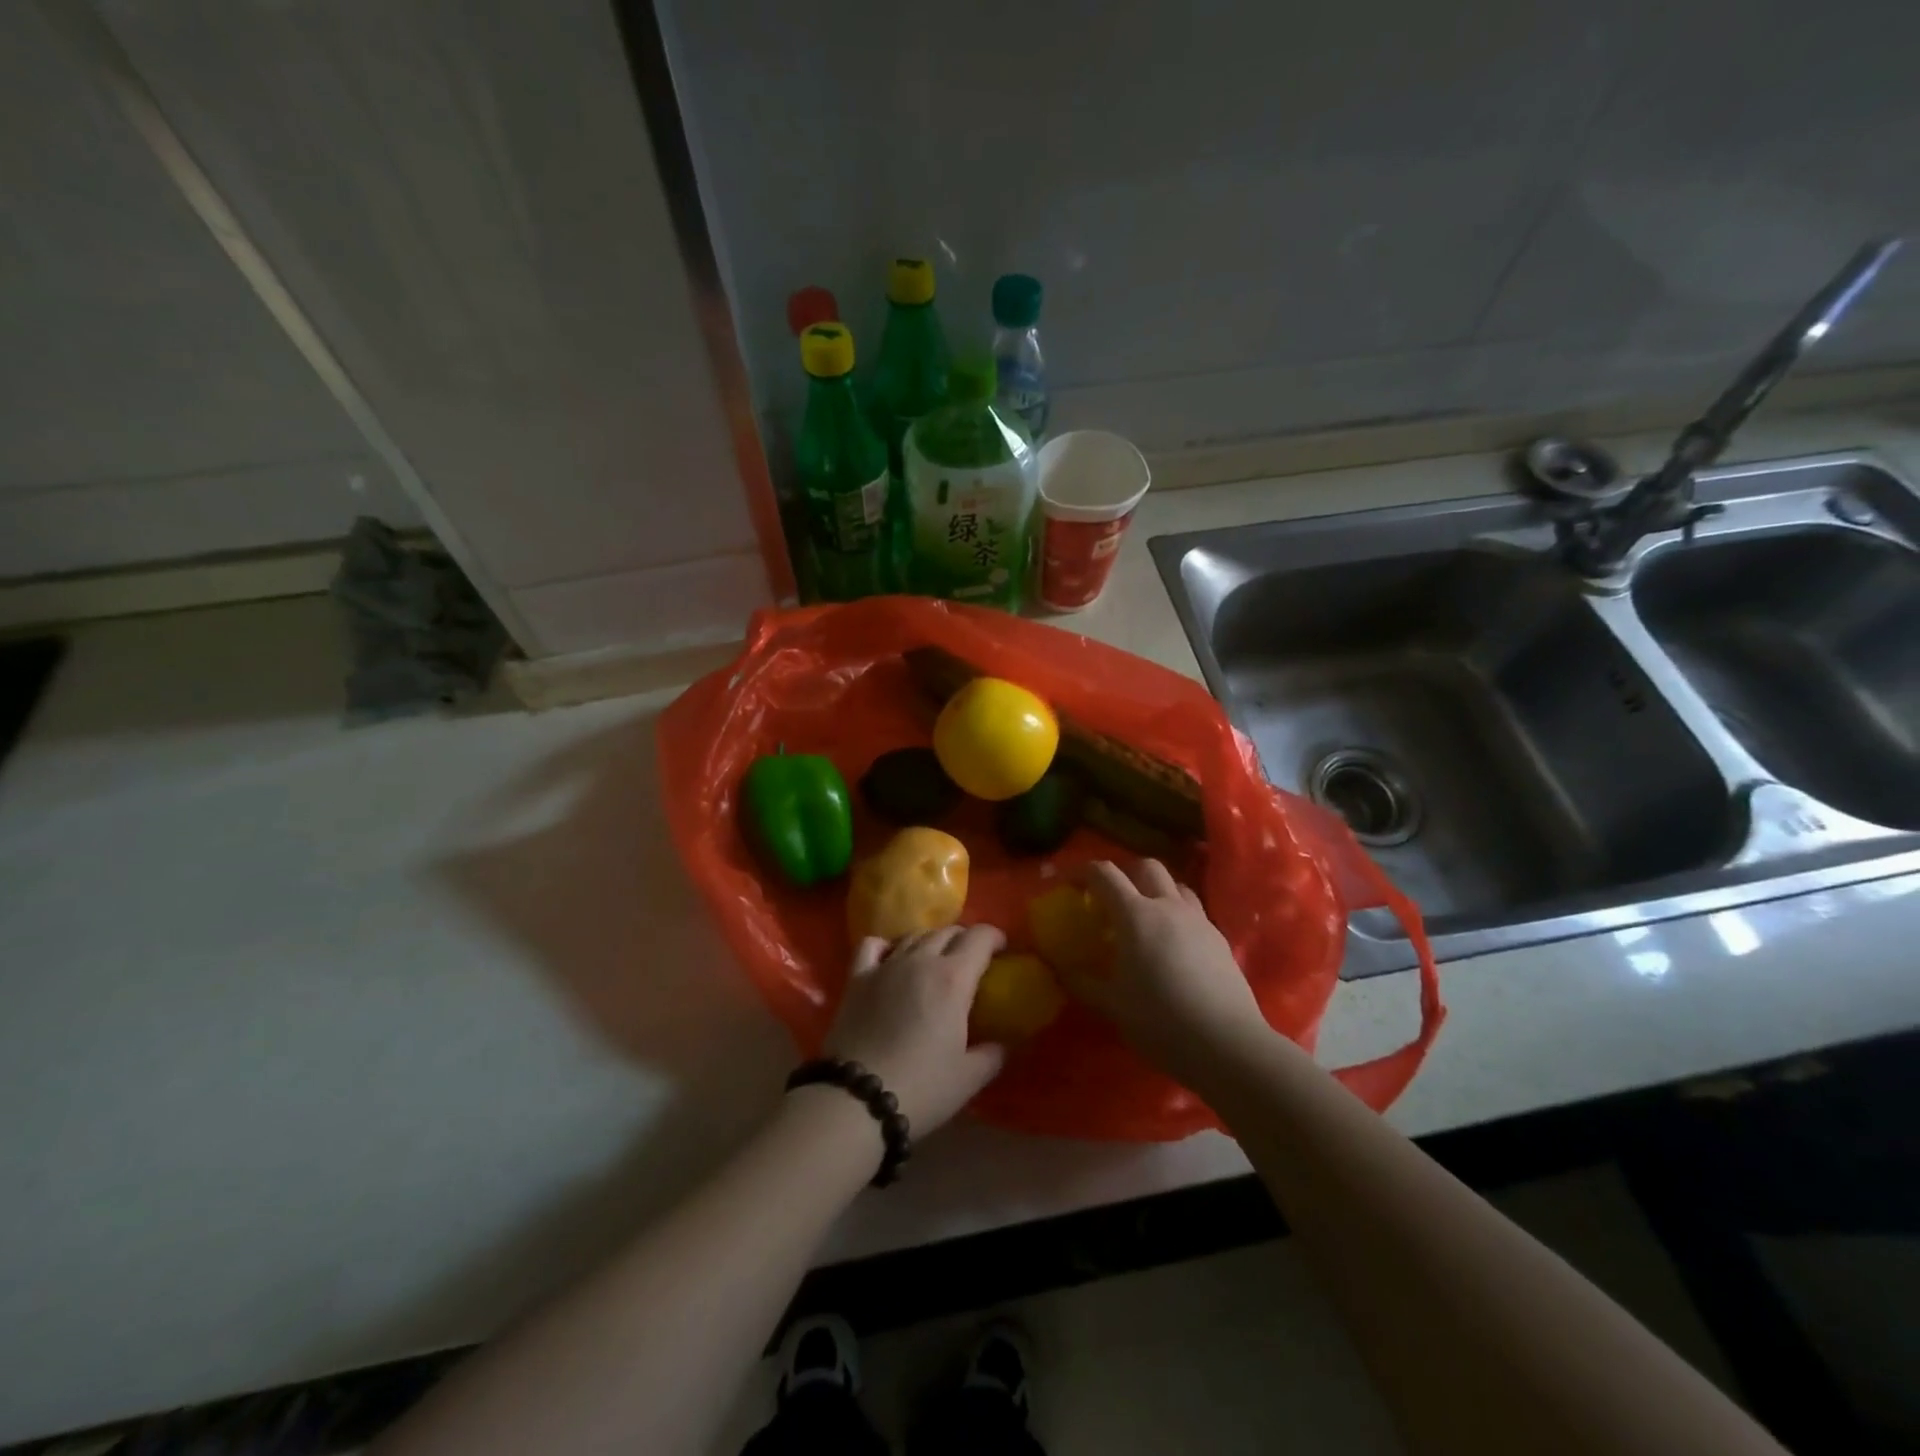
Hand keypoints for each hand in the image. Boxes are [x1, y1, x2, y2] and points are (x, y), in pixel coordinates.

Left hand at [823, 925, 1008, 1133]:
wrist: (856, 1099)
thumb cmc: (921, 1088)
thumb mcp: (969, 1078)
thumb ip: (993, 1054)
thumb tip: (1004, 1044)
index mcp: (954, 978)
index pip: (980, 938)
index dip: (995, 937)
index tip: (1002, 949)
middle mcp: (920, 961)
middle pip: (948, 932)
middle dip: (965, 939)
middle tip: (972, 960)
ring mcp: (885, 966)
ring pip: (914, 935)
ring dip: (931, 941)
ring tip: (936, 960)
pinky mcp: (857, 978)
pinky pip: (873, 945)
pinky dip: (887, 944)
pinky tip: (891, 957)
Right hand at [1067, 859, 1269, 1083]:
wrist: (1227, 1044)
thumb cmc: (1161, 1021)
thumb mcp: (1113, 1005)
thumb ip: (1084, 982)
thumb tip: (1062, 970)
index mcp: (1135, 915)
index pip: (1105, 875)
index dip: (1084, 872)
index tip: (1070, 882)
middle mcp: (1168, 907)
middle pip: (1147, 867)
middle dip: (1125, 873)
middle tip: (1111, 897)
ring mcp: (1199, 921)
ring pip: (1176, 885)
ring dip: (1156, 890)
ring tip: (1145, 916)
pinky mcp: (1220, 940)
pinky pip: (1194, 912)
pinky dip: (1177, 915)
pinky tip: (1173, 945)